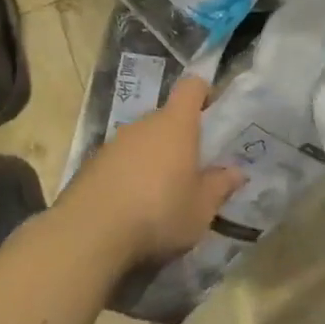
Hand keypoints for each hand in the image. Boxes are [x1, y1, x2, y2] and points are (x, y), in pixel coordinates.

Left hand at [57, 76, 241, 264]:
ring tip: (165, 192)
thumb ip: (221, 186)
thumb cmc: (158, 212)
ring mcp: (112, 145)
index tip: (214, 110)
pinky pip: (121, 162)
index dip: (204, 92)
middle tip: (196, 166)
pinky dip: (131, 175)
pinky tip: (135, 206)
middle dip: (182, 137)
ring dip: (155, 158)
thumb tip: (237, 172)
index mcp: (175, 124)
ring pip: (143, 141)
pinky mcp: (90, 167)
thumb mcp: (202, 207)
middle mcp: (143, 125)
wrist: (87, 236)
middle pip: (167, 118)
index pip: (192, 87)